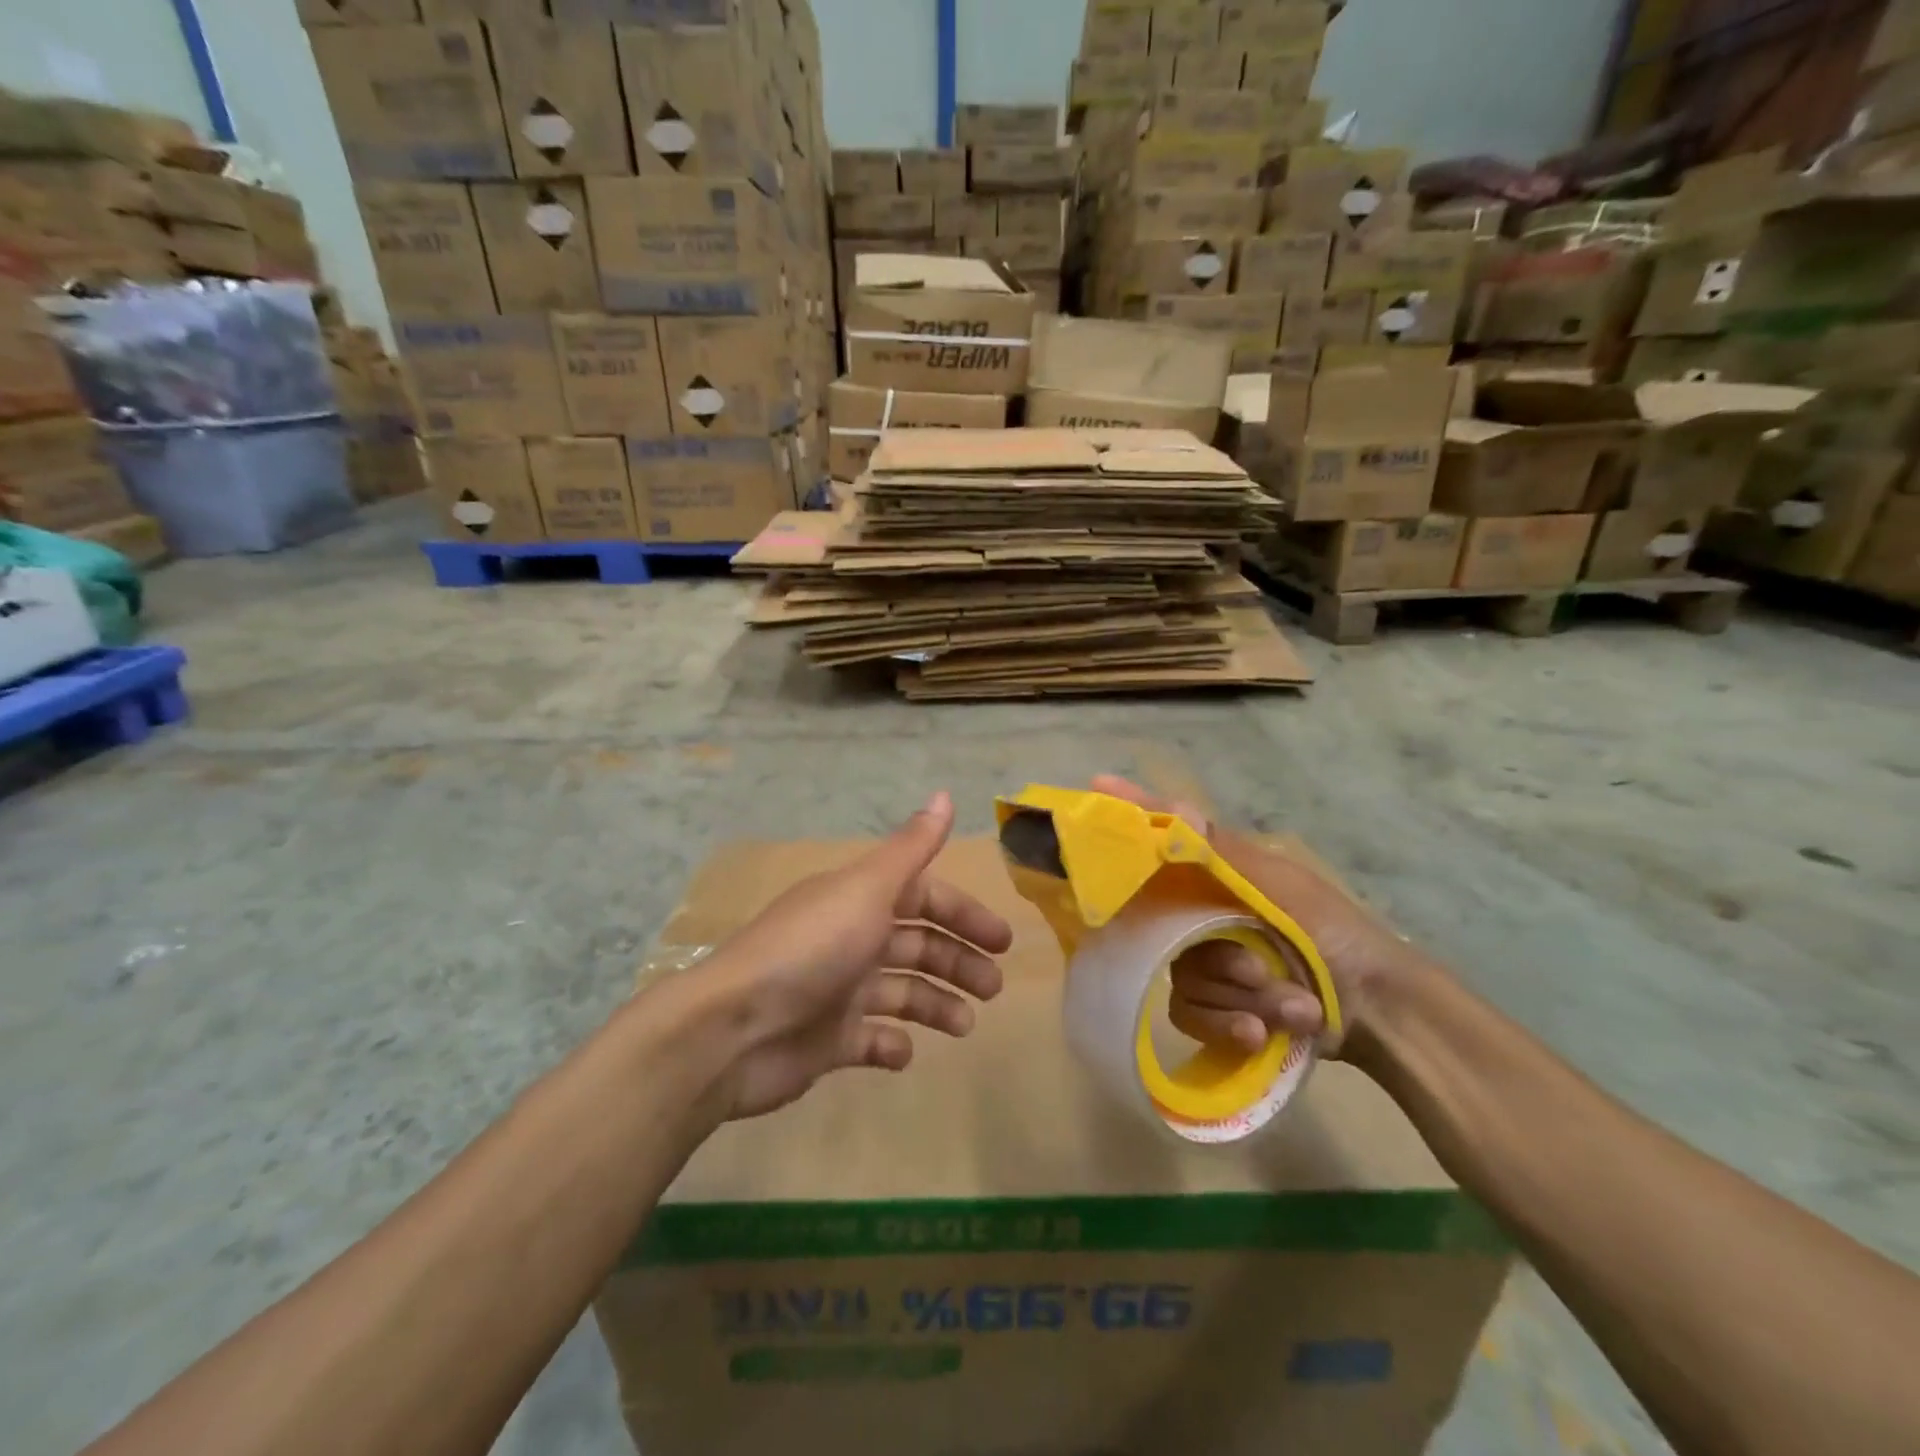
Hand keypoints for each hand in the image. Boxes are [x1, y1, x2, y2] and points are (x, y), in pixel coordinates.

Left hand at [698, 791, 1011, 1119]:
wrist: (733, 1029)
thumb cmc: (811, 950)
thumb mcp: (867, 890)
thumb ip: (911, 848)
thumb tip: (946, 793)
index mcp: (859, 900)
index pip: (922, 897)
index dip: (962, 914)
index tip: (1001, 942)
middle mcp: (850, 939)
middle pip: (916, 944)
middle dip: (957, 962)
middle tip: (994, 987)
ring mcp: (837, 990)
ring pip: (901, 992)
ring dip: (936, 1004)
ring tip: (964, 1026)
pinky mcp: (826, 1040)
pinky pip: (869, 1039)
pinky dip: (892, 1044)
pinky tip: (905, 1051)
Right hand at [1090, 775, 1432, 1060]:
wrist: (1379, 1013)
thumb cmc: (1334, 934)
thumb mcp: (1285, 889)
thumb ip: (1226, 856)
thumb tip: (1178, 809)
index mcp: (1221, 876)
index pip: (1167, 837)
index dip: (1133, 811)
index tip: (1097, 783)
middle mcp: (1204, 913)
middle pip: (1167, 928)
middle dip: (1221, 959)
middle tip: (1260, 970)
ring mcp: (1207, 962)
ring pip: (1183, 977)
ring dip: (1241, 996)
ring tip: (1292, 1005)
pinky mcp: (1213, 1007)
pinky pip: (1191, 1015)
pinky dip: (1230, 1025)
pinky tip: (1262, 1033)